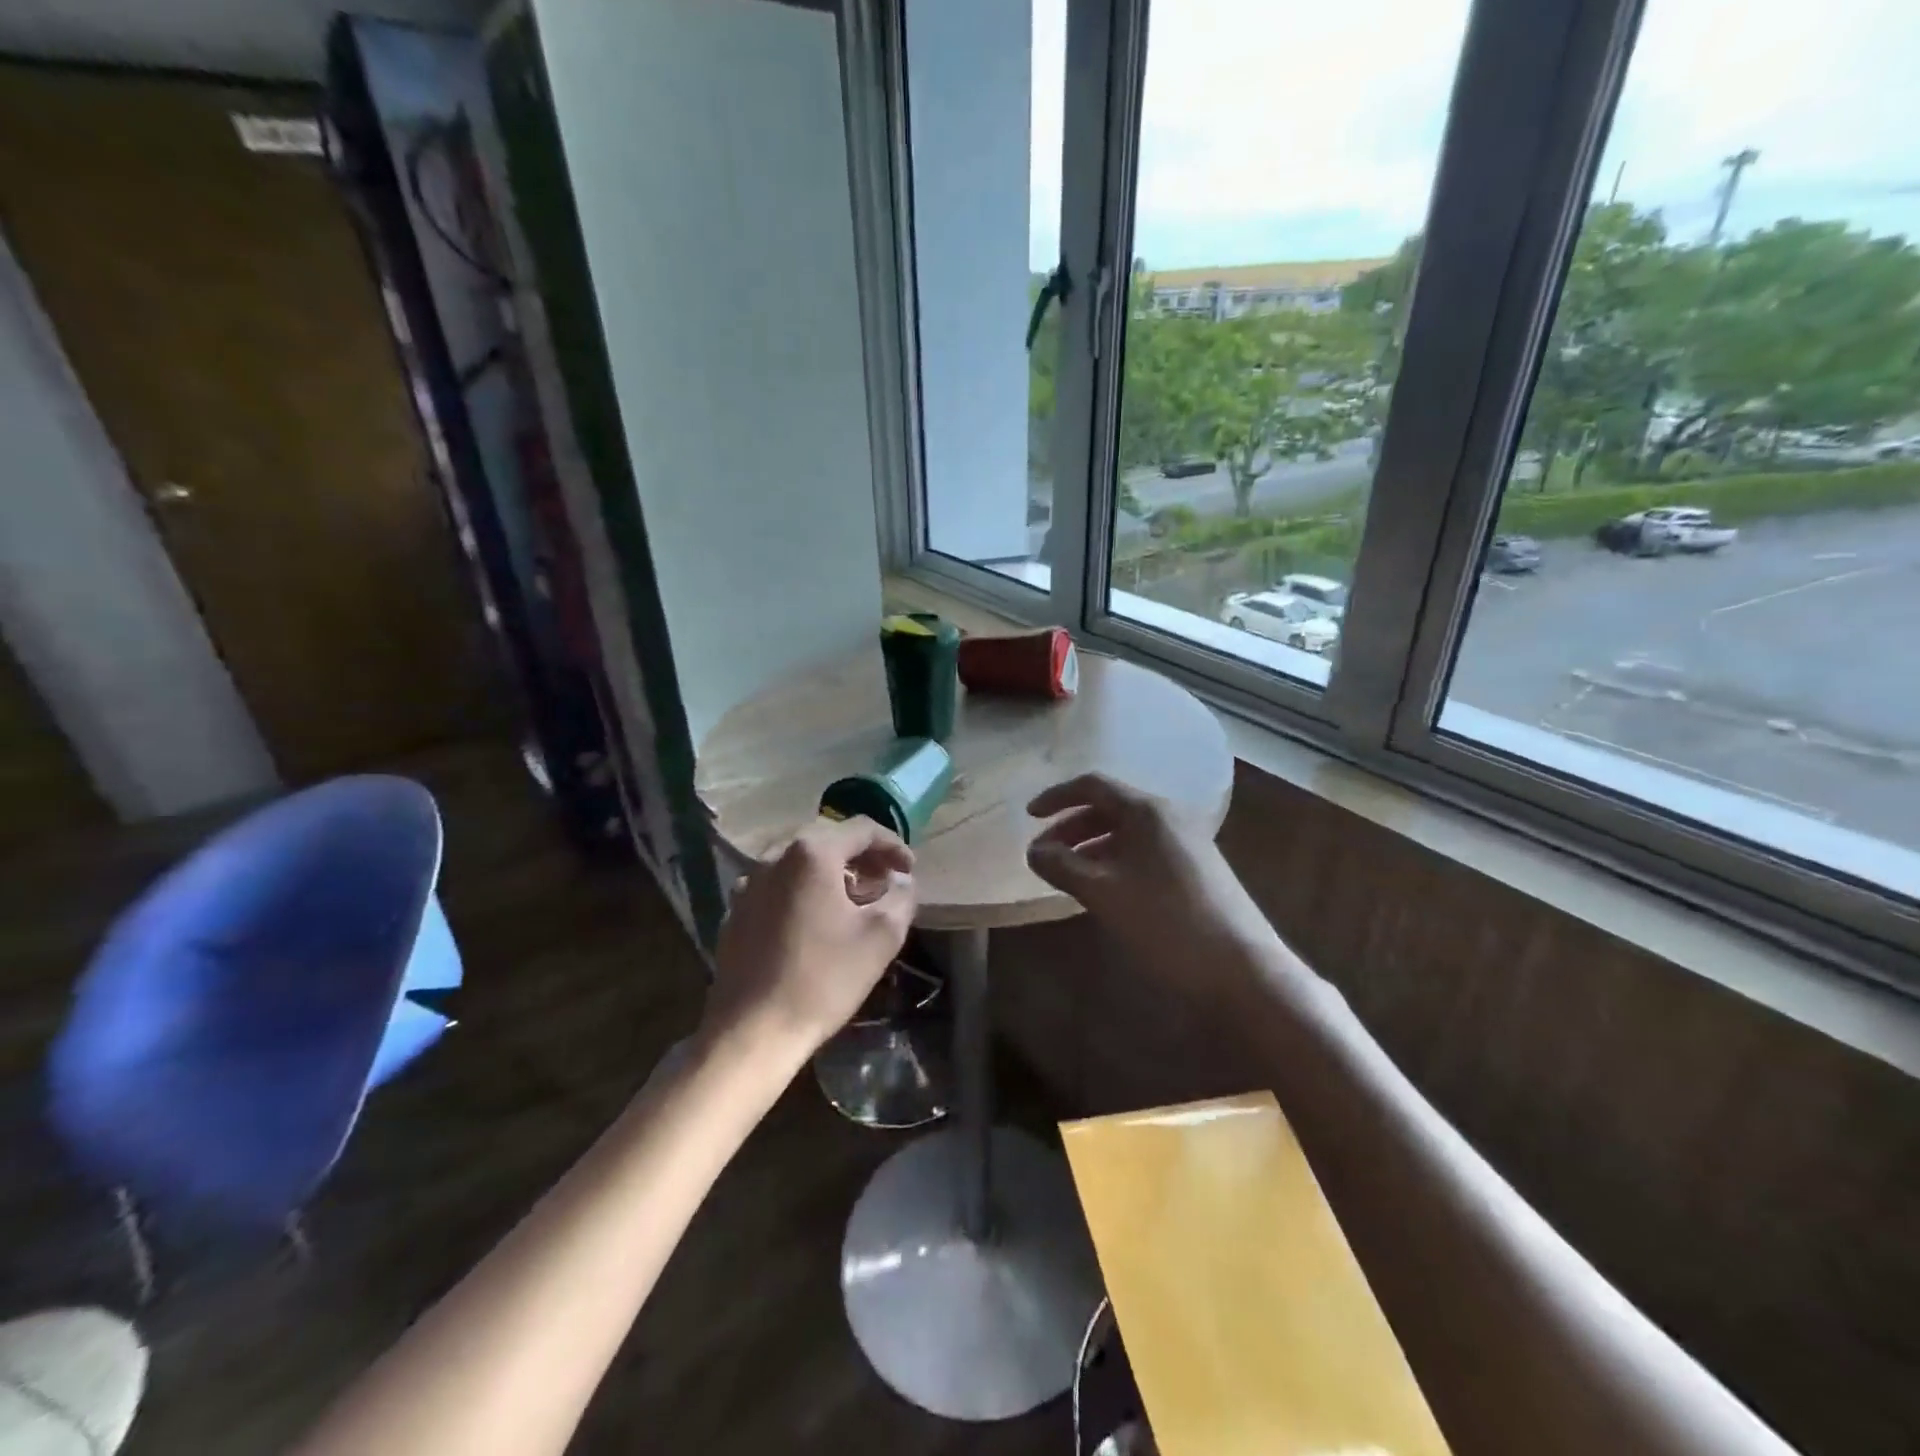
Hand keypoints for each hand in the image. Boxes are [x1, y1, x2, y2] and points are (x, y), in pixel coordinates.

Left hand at [701, 816, 916, 1074]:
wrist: (752, 1031)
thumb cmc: (823, 979)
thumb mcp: (881, 937)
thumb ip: (900, 896)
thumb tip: (901, 879)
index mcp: (812, 853)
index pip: (862, 829)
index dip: (893, 845)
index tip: (910, 870)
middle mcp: (775, 856)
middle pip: (828, 839)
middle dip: (862, 856)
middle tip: (886, 881)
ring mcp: (749, 883)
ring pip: (801, 861)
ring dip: (833, 872)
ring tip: (855, 899)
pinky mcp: (736, 911)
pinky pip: (779, 884)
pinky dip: (805, 889)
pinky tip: (817, 920)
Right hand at [1026, 773, 1275, 984]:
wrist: (1241, 968)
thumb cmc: (1165, 921)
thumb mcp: (1103, 893)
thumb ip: (1062, 866)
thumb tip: (1034, 850)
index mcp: (1147, 811)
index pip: (1093, 786)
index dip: (1056, 797)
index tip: (1029, 817)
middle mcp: (1169, 817)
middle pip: (1109, 808)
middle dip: (1071, 828)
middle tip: (1045, 855)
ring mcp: (1187, 842)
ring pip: (1127, 833)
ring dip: (1092, 847)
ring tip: (1069, 876)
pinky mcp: (1196, 868)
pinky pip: (1144, 852)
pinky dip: (1115, 861)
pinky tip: (1104, 890)